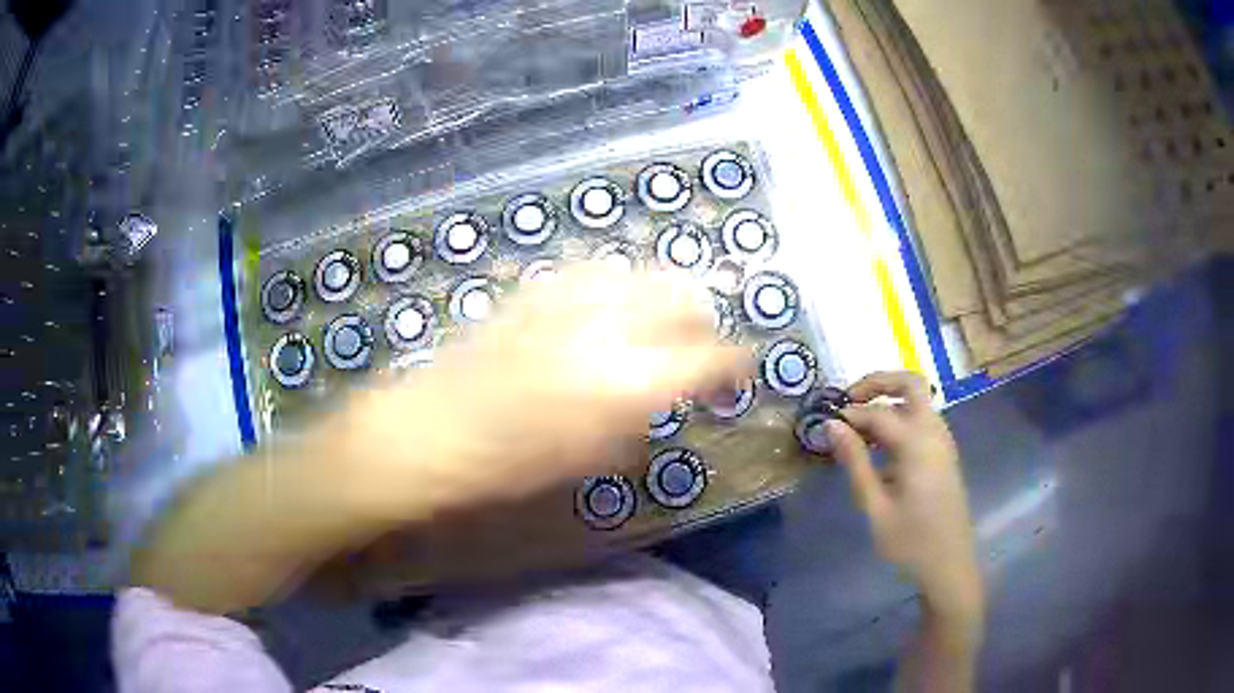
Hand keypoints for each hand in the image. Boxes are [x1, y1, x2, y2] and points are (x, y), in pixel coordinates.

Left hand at [352, 265, 750, 514]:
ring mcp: (572, 296)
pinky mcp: (539, 285)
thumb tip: (668, 392)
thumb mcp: (593, 458)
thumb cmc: (509, 465)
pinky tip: (606, 312)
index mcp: (631, 380)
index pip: (713, 356)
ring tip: (654, 328)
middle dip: (704, 322)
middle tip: (696, 351)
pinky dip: (619, 288)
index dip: (737, 364)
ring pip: (646, 273)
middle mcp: (611, 324)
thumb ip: (644, 415)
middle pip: (687, 295)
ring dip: (665, 299)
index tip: (739, 374)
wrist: (430, 429)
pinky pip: (599, 271)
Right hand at [825, 372, 982, 631]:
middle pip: (911, 382)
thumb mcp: (875, 507)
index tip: (825, 423)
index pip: (879, 412)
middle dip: (878, 382)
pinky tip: (881, 445)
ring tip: (859, 426)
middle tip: (849, 400)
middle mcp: (935, 432)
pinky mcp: (945, 453)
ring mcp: (944, 440)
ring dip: (889, 399)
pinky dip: (900, 416)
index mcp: (918, 444)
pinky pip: (922, 418)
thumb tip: (832, 425)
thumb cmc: (910, 542)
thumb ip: (855, 462)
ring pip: (918, 399)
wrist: (950, 565)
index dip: (850, 414)